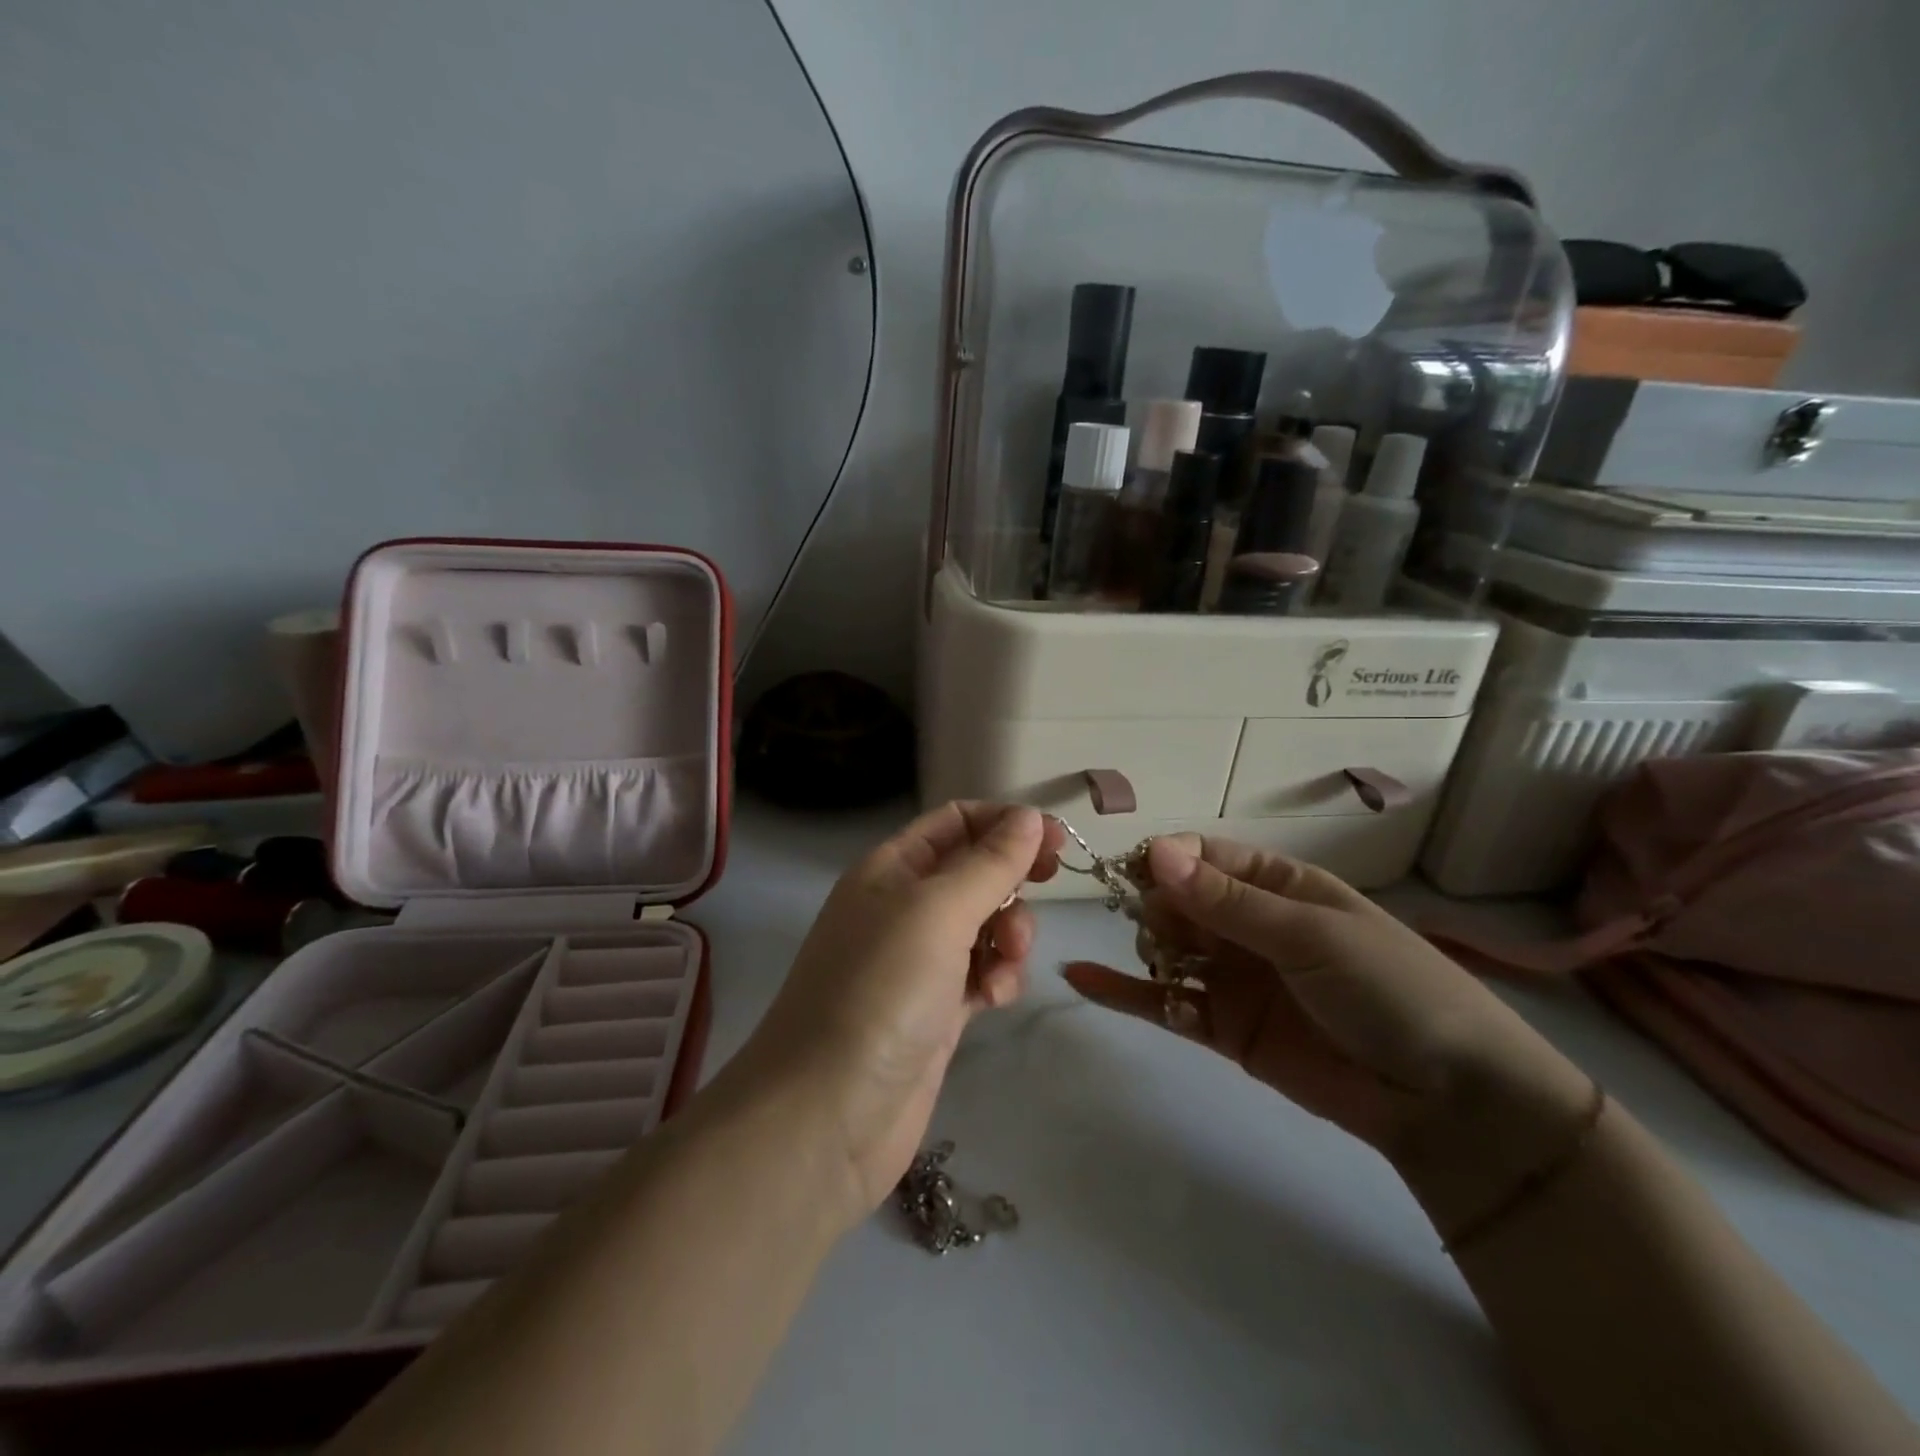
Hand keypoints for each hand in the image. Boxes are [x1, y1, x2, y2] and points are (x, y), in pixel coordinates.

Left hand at [736, 802, 1062, 1223]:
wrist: (828, 1116)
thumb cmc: (880, 992)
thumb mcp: (938, 912)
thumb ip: (989, 862)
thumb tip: (1029, 816)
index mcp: (891, 869)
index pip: (955, 821)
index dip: (1004, 821)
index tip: (1053, 838)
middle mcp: (902, 907)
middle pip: (974, 871)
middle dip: (1011, 880)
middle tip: (1046, 887)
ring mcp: (918, 961)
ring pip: (985, 924)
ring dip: (1009, 933)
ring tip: (1009, 961)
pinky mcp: (935, 1010)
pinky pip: (981, 973)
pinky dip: (997, 978)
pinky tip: (993, 999)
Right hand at [1063, 835, 1592, 1228]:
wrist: (1447, 1100)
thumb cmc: (1388, 989)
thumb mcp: (1309, 934)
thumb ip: (1226, 900)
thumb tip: (1155, 851)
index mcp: (1278, 885)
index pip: (1205, 855)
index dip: (1168, 859)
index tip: (1137, 873)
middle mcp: (1249, 925)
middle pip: (1179, 900)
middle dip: (1158, 907)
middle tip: (1161, 930)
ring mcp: (1234, 977)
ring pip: (1169, 949)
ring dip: (1148, 947)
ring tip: (1160, 964)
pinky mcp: (1223, 1028)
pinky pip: (1165, 1003)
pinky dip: (1123, 994)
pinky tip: (1079, 980)